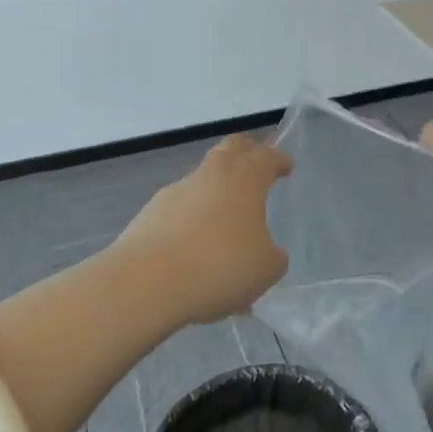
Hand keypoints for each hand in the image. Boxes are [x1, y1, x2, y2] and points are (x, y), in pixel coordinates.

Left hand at [115, 135, 291, 323]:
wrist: (146, 282)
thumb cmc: (219, 265)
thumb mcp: (265, 269)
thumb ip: (272, 256)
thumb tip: (266, 251)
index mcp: (245, 178)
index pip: (267, 156)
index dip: (279, 160)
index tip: (286, 167)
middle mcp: (212, 174)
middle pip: (231, 149)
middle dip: (246, 153)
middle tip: (255, 166)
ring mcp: (177, 191)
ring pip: (203, 180)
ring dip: (216, 193)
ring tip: (224, 226)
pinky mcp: (150, 214)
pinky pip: (180, 211)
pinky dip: (191, 222)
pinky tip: (195, 254)